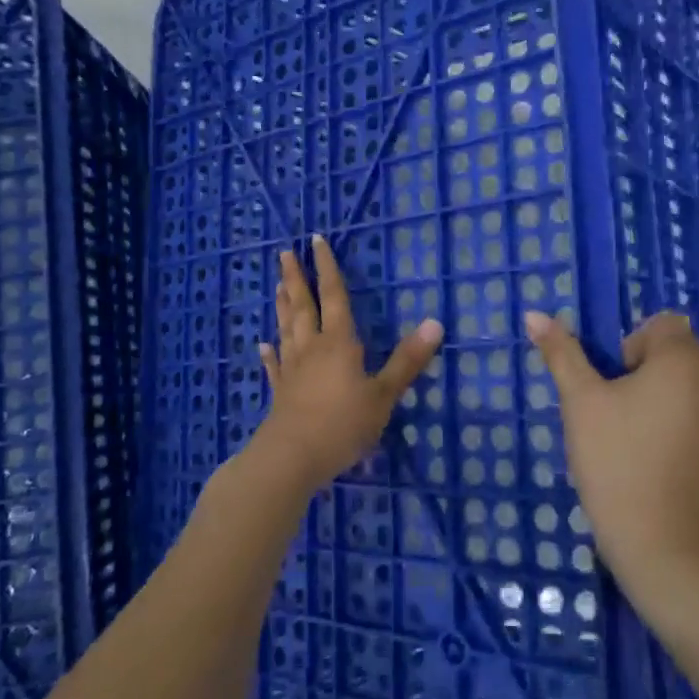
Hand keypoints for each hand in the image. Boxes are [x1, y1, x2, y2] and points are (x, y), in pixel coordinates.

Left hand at [252, 235, 443, 494]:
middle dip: (297, 278)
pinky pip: (274, 365)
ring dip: (283, 306)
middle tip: (285, 253)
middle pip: (303, 306)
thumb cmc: (343, 424)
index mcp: (338, 343)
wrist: (293, 457)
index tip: (316, 241)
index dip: (328, 268)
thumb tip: (435, 322)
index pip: (334, 296)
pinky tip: (263, 344)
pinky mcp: (280, 392)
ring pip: (287, 329)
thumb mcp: (384, 394)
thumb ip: (408, 360)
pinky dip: (269, 353)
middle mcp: (312, 348)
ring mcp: (292, 369)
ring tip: (278, 285)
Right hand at [525, 311, 698, 605]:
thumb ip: (562, 353)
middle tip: (617, 418)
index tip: (613, 389)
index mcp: (685, 359)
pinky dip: (683, 424)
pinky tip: (661, 460)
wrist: (664, 546)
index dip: (629, 349)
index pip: (658, 326)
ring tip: (638, 441)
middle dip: (644, 374)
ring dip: (664, 398)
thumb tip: (535, 313)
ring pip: (690, 385)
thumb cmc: (617, 463)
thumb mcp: (581, 402)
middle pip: (676, 354)